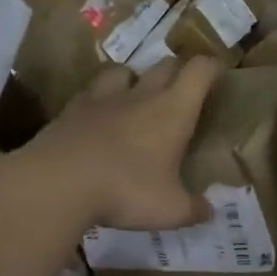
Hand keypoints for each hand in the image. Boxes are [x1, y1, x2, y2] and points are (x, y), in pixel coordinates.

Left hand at [15, 57, 218, 229]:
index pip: (200, 70)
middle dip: (177, 71)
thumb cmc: (126, 191)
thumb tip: (208, 211)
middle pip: (165, 65)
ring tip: (134, 97)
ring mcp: (102, 99)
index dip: (213, 67)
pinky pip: (89, 92)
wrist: (57, 183)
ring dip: (133, 78)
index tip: (219, 73)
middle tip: (181, 90)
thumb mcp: (169, 210)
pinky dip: (98, 99)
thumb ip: (193, 208)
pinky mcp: (70, 110)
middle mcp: (141, 95)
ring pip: (123, 70)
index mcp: (173, 111)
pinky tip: (97, 117)